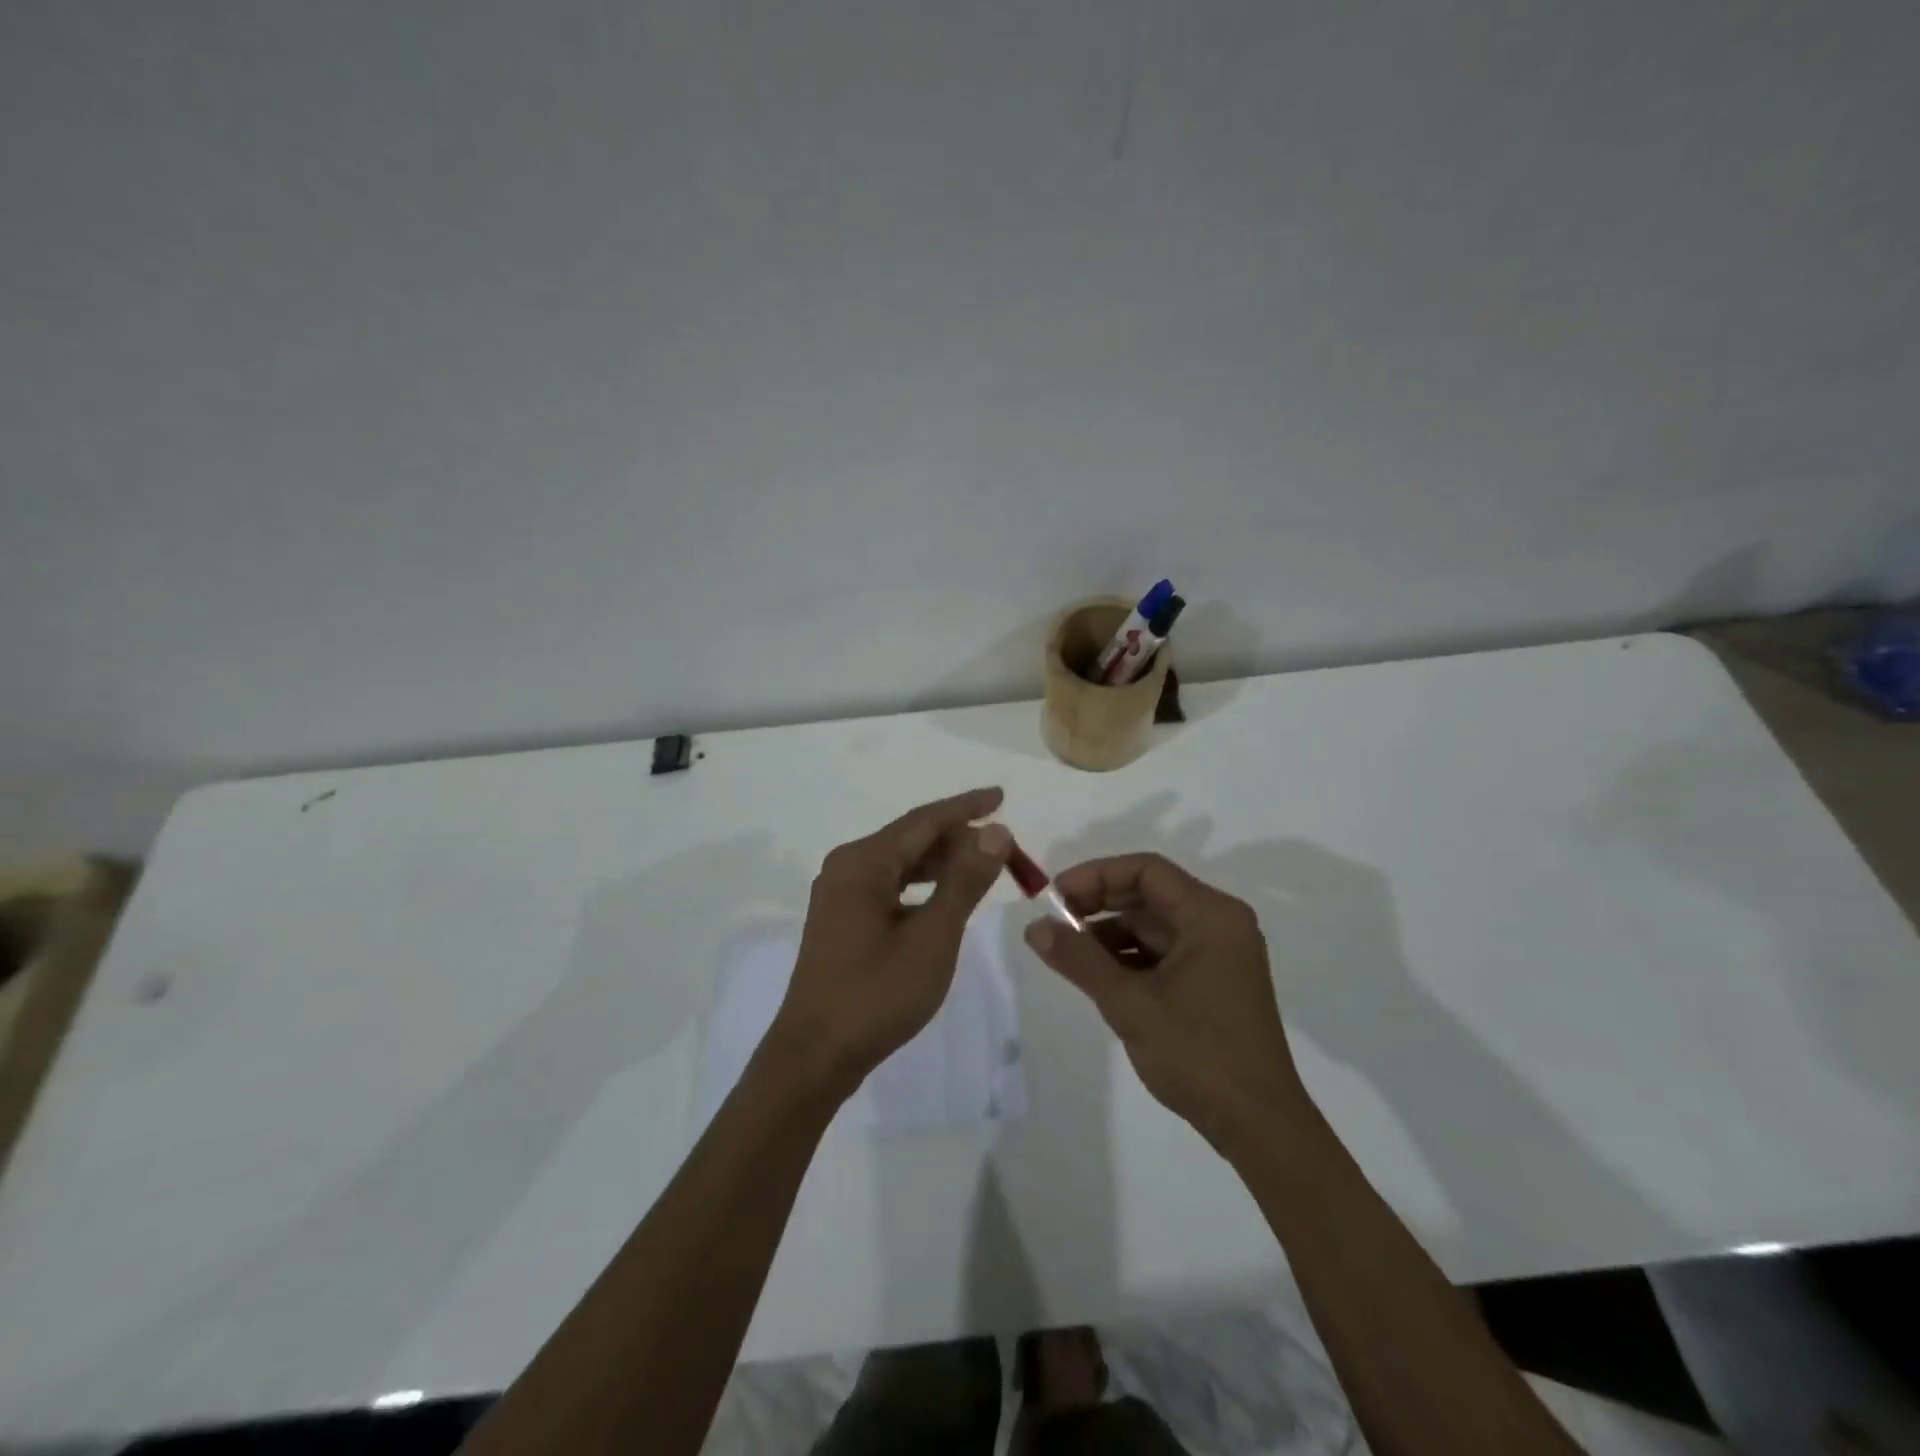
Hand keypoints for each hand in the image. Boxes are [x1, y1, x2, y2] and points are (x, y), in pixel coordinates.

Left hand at [769, 788, 1012, 1098]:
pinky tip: (943, 897)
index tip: (1001, 796)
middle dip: (957, 839)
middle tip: (1002, 848)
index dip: (966, 807)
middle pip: (910, 838)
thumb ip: (964, 881)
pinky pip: (888, 885)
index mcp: (863, 862)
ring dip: (941, 863)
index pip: (924, 821)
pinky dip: (920, 885)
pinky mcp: (840, 919)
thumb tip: (995, 832)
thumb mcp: (933, 936)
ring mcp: (839, 894)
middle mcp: (846, 867)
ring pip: (899, 863)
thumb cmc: (877, 994)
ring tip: (981, 868)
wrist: (815, 1056)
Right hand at [1023, 853, 1309, 1149]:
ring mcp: (1220, 954)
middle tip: (1055, 921)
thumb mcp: (1129, 1003)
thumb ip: (1079, 959)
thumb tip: (1034, 928)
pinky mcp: (1214, 981)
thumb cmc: (1197, 1053)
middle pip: (1150, 894)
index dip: (1096, 876)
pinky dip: (1130, 957)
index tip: (1056, 896)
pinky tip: (1098, 975)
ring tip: (1069, 953)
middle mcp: (1220, 924)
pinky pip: (1164, 952)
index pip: (1146, 870)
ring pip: (1154, 925)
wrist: (1258, 1126)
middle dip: (1099, 903)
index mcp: (1211, 915)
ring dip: (1110, 933)